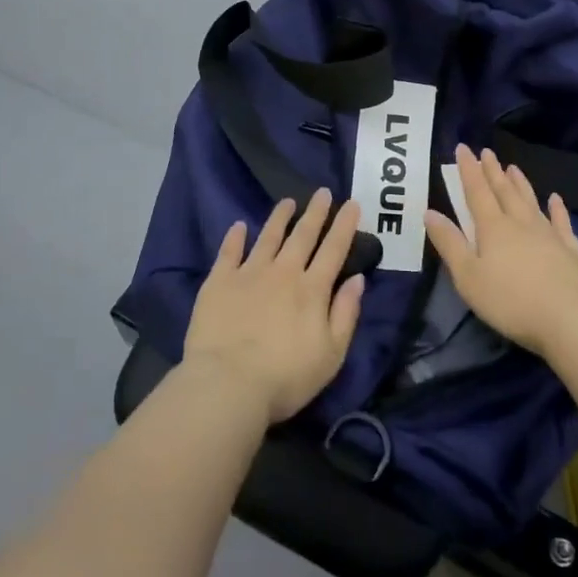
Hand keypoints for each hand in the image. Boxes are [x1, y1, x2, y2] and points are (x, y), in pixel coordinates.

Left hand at [183, 190, 366, 425]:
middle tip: (323, 192)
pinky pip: (228, 252)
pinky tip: (239, 226)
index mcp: (312, 290)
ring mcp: (249, 274)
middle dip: (316, 212)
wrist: (228, 385)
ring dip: (280, 218)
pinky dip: (234, 237)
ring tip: (287, 201)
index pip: (334, 250)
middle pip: (303, 236)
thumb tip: (358, 279)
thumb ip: (346, 314)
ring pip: (268, 237)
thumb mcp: (331, 354)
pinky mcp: (219, 282)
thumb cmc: (286, 377)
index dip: (344, 225)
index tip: (352, 203)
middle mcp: (283, 273)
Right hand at [425, 144, 577, 357]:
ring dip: (520, 183)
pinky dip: (557, 209)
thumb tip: (430, 212)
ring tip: (513, 167)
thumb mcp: (468, 277)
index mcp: (493, 228)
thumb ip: (449, 244)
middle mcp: (521, 223)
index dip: (469, 170)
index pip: (477, 192)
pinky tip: (555, 199)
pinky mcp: (571, 250)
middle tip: (487, 151)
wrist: (571, 318)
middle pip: (504, 191)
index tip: (463, 148)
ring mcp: (549, 235)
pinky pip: (562, 222)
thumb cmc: (510, 301)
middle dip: (493, 171)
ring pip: (531, 201)